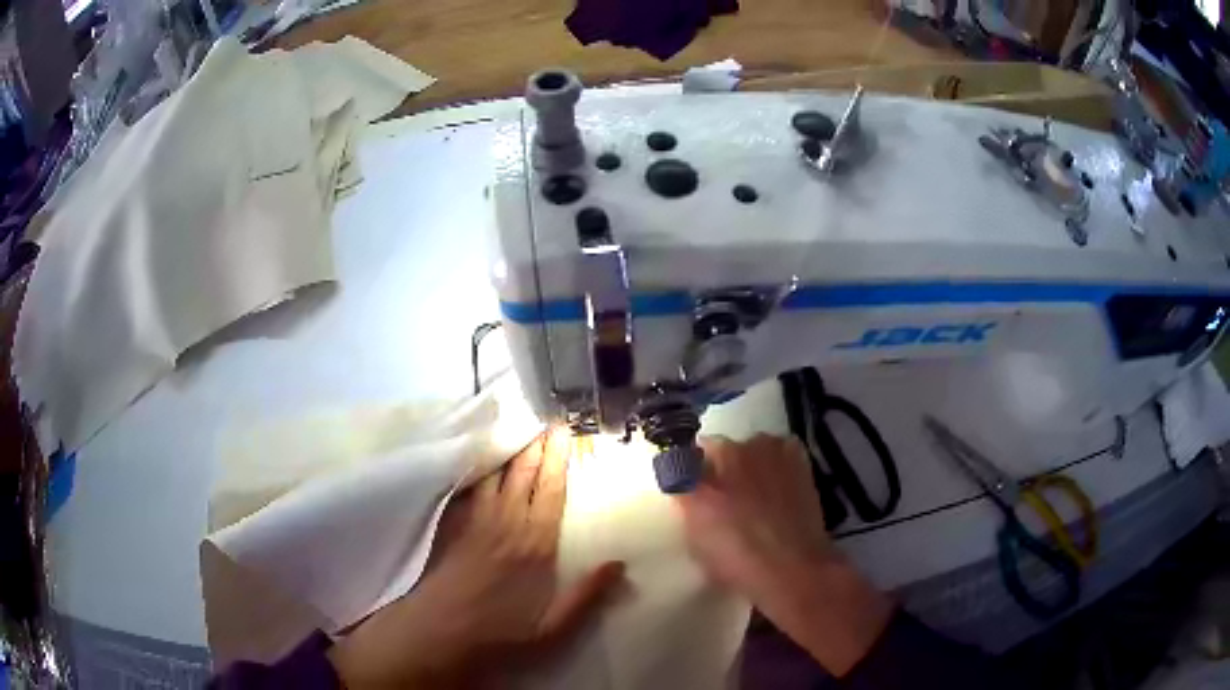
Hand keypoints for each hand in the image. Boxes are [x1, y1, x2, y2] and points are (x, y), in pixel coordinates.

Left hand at [328, 428, 624, 687]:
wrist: (439, 631)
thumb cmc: (500, 632)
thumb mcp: (553, 627)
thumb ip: (586, 595)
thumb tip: (619, 564)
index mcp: (535, 544)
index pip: (551, 490)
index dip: (559, 458)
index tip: (564, 430)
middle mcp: (507, 522)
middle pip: (523, 473)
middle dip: (536, 443)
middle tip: (545, 418)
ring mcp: (475, 520)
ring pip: (495, 473)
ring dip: (508, 449)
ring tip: (518, 428)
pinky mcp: (453, 523)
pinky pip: (469, 486)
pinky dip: (479, 466)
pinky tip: (480, 457)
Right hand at [676, 434, 893, 675]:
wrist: (796, 573)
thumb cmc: (740, 560)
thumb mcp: (697, 533)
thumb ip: (684, 493)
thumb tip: (680, 474)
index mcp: (715, 463)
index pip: (690, 451)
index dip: (693, 475)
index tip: (696, 496)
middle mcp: (748, 447)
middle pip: (724, 450)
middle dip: (721, 472)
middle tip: (727, 505)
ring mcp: (780, 454)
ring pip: (753, 454)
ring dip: (750, 471)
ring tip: (757, 507)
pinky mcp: (803, 467)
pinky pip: (779, 459)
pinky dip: (775, 473)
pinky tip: (778, 502)